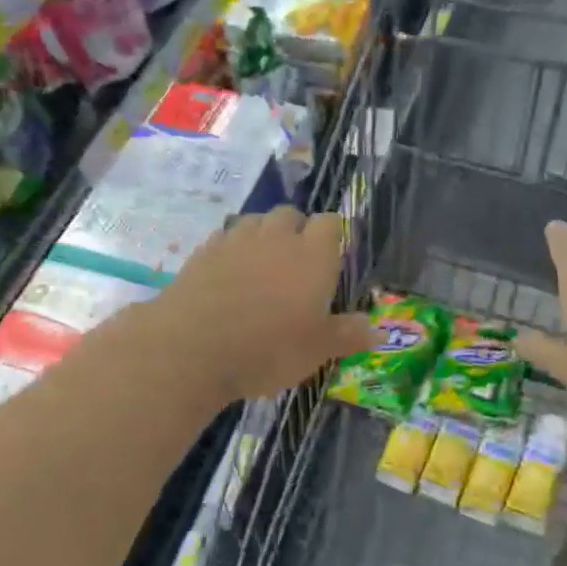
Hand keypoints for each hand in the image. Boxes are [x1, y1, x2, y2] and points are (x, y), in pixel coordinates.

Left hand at [157, 208, 373, 401]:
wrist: (192, 348)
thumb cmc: (267, 349)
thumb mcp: (317, 351)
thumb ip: (347, 335)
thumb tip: (375, 330)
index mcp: (313, 255)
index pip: (331, 223)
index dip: (334, 235)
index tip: (334, 255)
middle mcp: (277, 237)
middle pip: (291, 214)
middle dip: (298, 230)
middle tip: (298, 263)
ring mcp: (237, 240)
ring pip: (256, 220)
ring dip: (264, 234)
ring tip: (263, 264)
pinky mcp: (204, 251)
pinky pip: (226, 236)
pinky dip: (233, 248)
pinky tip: (230, 273)